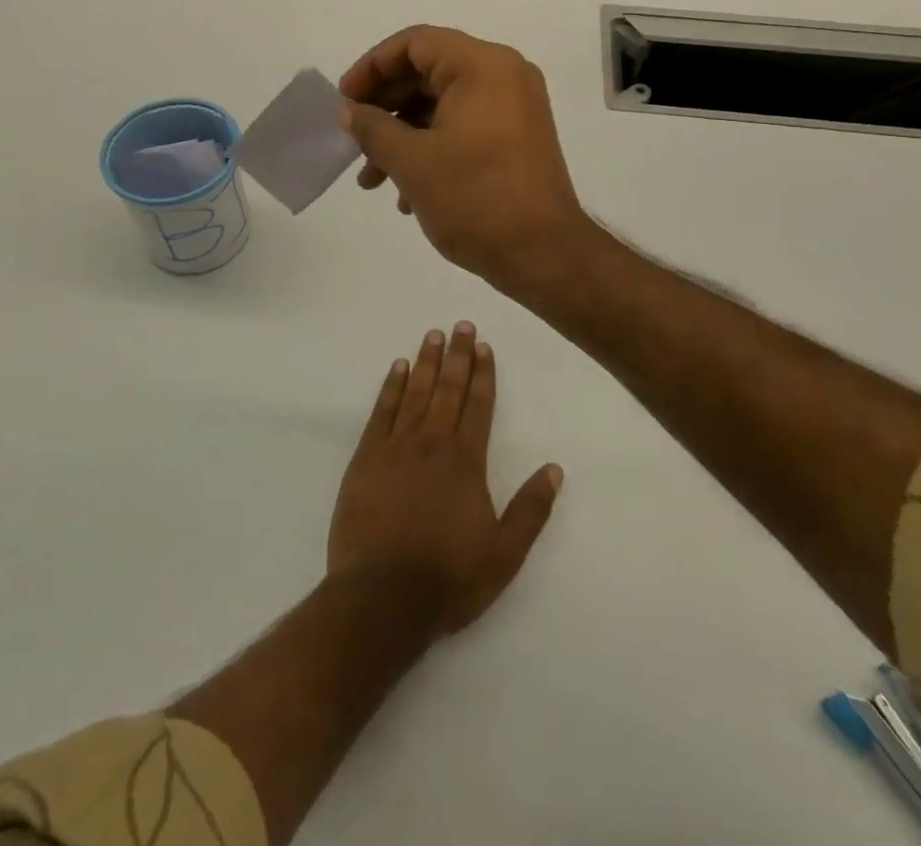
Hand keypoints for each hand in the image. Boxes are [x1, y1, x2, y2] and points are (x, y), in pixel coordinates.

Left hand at [328, 323, 562, 637]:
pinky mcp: (366, 457)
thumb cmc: (448, 578)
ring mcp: (396, 446)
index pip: (478, 405)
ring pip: (415, 392)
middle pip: (448, 389)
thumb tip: (554, 468)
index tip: (484, 346)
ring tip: (433, 335)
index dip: (483, 374)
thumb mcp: (505, 554)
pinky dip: (391, 386)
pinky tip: (397, 368)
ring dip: (426, 362)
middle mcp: (432, 442)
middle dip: (457, 356)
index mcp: (466, 461)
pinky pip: (381, 411)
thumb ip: (531, 510)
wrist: (382, 595)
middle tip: (460, 325)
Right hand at [338, 25, 590, 298]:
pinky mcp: (517, 138)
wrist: (544, 254)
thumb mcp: (411, 162)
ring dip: (402, 135)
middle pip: (427, 72)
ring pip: (442, 105)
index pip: (414, 43)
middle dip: (384, 108)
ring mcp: (515, 108)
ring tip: (371, 180)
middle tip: (353, 139)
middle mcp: (504, 75)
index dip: (371, 67)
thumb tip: (351, 112)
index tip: (344, 101)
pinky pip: (463, 126)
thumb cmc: (475, 198)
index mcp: (482, 66)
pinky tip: (405, 193)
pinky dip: (430, 148)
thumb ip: (372, 128)